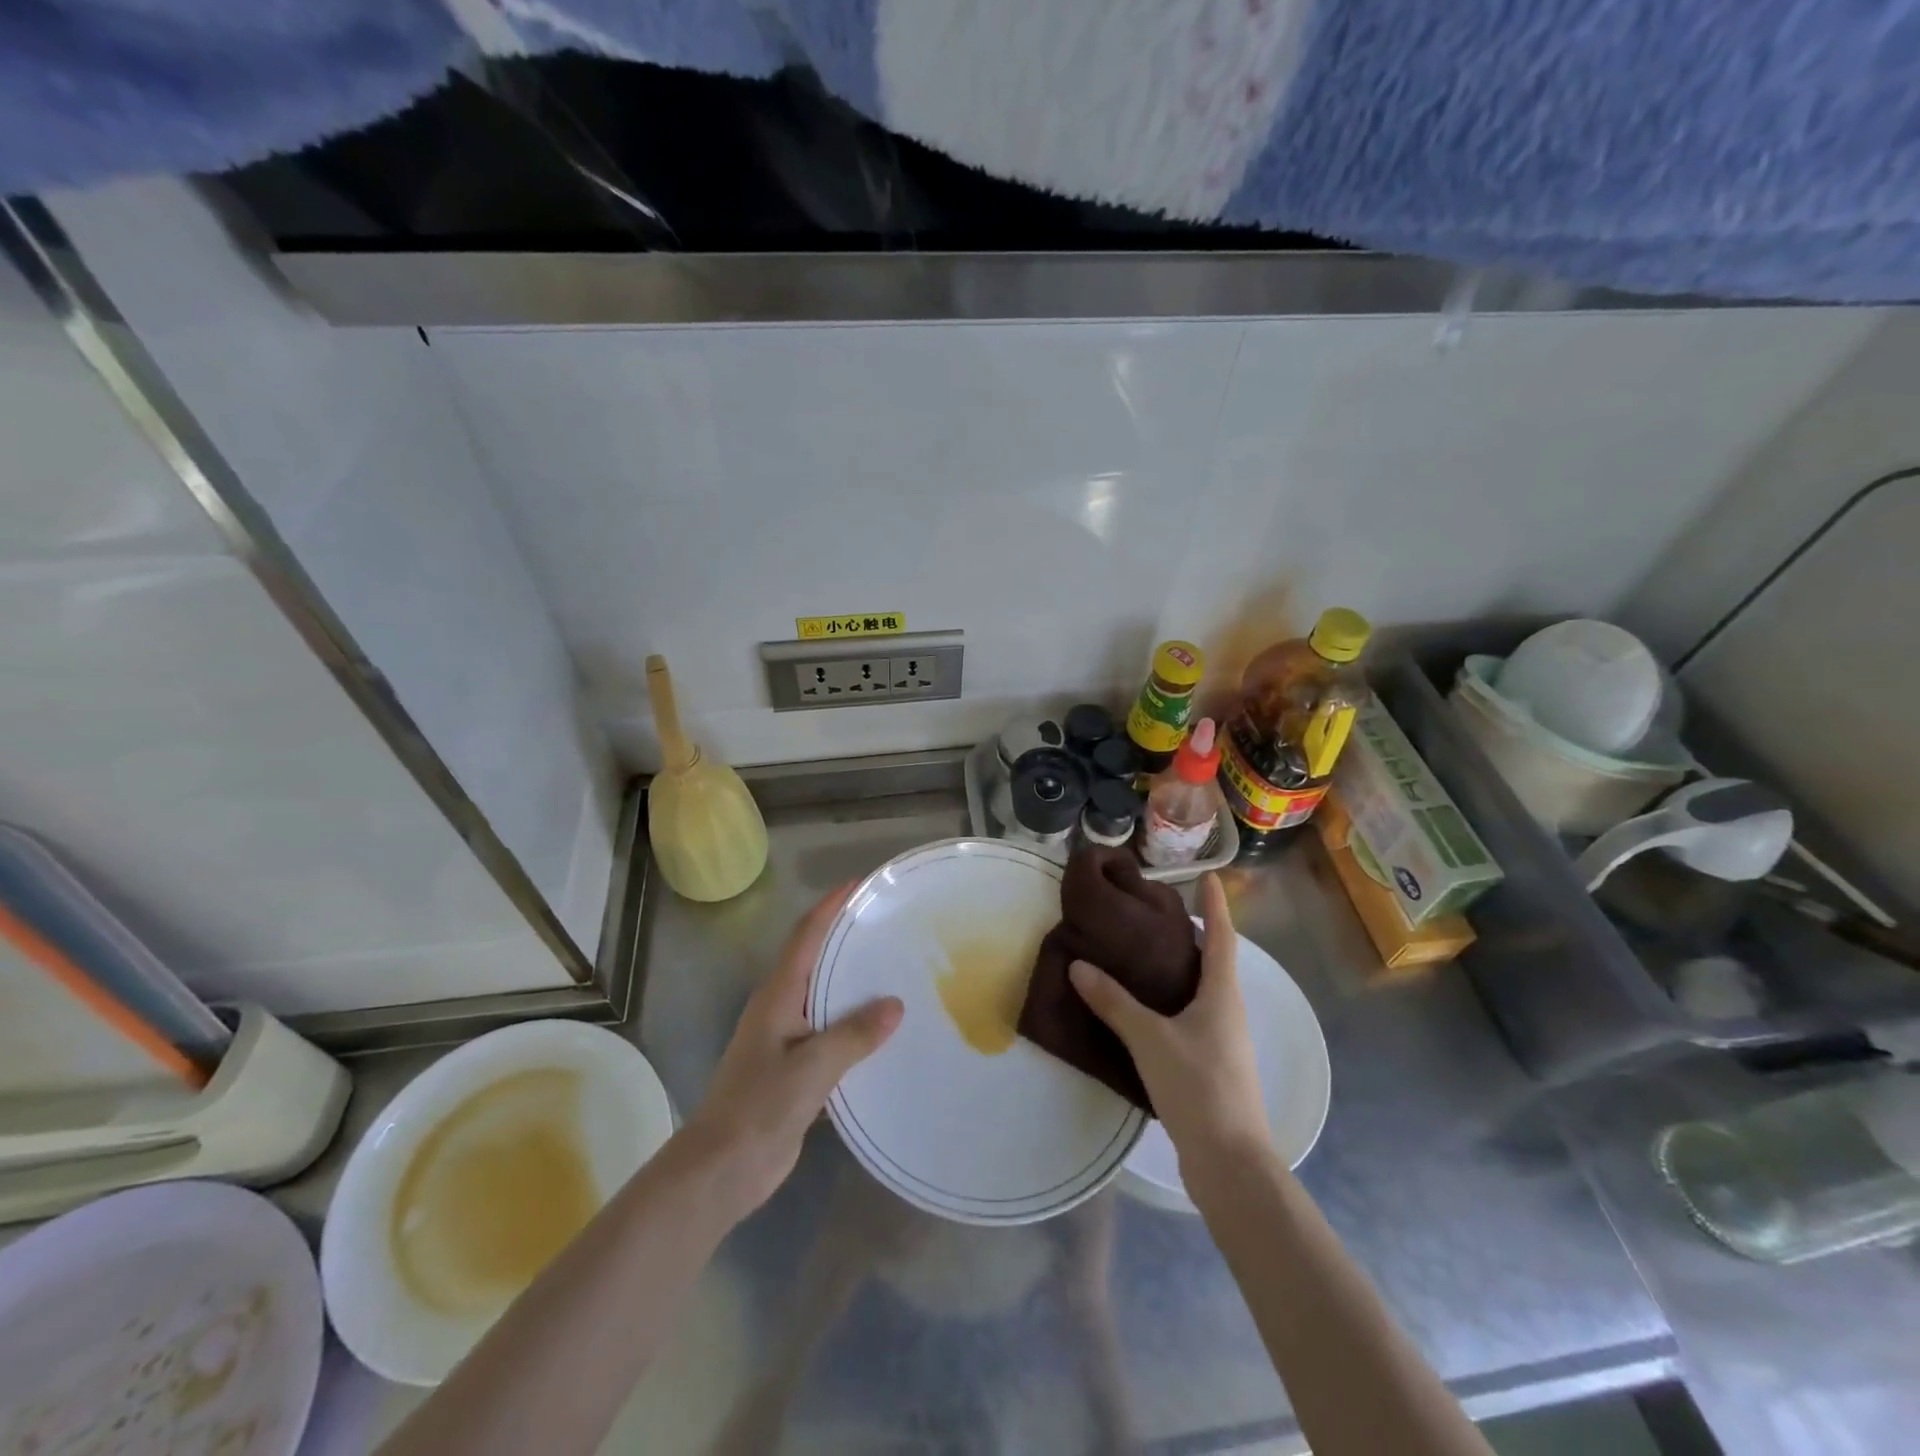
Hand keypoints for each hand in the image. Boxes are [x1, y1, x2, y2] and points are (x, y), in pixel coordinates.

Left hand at [684, 885, 903, 1217]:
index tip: (860, 885)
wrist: (721, 1169)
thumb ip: (854, 1035)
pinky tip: (883, 1031)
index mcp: (778, 995)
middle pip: (816, 959)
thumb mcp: (811, 1067)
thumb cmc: (759, 1107)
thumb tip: (895, 1005)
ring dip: (854, 981)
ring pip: (825, 996)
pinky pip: (830, 1032)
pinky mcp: (795, 1068)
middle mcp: (781, 1007)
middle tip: (890, 924)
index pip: (806, 936)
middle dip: (847, 937)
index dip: (830, 906)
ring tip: (896, 970)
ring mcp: (786, 1038)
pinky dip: (855, 1023)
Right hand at [1068, 874, 1265, 1165]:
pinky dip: (1172, 1001)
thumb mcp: (1149, 1040)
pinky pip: (1191, 1017)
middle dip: (1193, 935)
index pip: (1221, 936)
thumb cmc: (1198, 1088)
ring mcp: (1224, 1041)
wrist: (1231, 1163)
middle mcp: (1229, 1011)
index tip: (1210, 876)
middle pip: (1214, 962)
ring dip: (1180, 970)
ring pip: (1202, 991)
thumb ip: (1114, 1002)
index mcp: (1222, 994)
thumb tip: (1079, 965)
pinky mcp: (1212, 1065)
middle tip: (1157, 915)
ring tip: (1143, 956)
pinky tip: (1145, 1010)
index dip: (1216, 905)